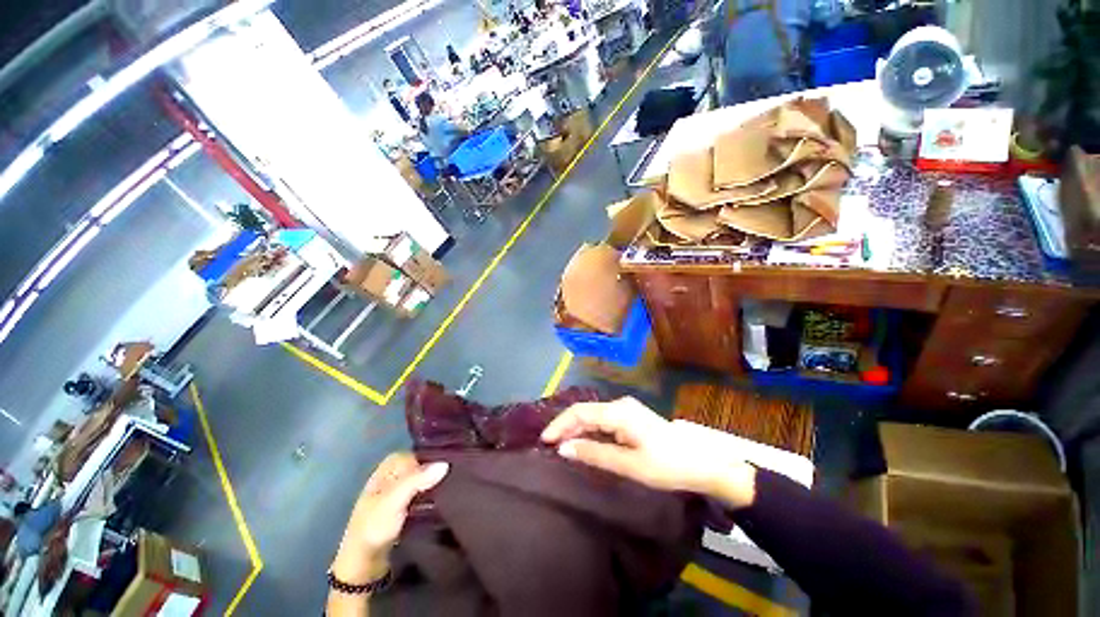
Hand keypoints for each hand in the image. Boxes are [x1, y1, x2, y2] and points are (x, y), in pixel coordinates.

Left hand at [331, 453, 447, 583]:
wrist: (364, 562)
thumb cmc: (374, 527)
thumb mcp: (394, 501)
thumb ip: (417, 480)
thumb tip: (445, 463)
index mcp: (389, 464)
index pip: (419, 453)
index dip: (433, 459)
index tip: (448, 468)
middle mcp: (396, 471)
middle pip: (423, 464)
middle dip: (436, 471)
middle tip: (453, 478)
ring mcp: (400, 488)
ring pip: (425, 478)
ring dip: (436, 483)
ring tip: (452, 488)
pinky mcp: (406, 503)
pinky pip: (425, 490)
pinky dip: (433, 493)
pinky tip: (444, 498)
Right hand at [540, 398, 755, 506]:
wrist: (702, 463)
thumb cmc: (666, 465)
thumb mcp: (628, 464)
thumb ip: (594, 454)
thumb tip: (563, 449)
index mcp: (619, 412)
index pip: (580, 412)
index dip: (560, 424)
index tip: (545, 441)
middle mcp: (620, 405)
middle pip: (585, 412)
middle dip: (566, 428)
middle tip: (550, 447)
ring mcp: (626, 410)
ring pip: (593, 417)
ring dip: (577, 430)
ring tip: (563, 447)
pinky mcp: (631, 418)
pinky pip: (603, 422)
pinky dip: (590, 432)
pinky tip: (584, 444)